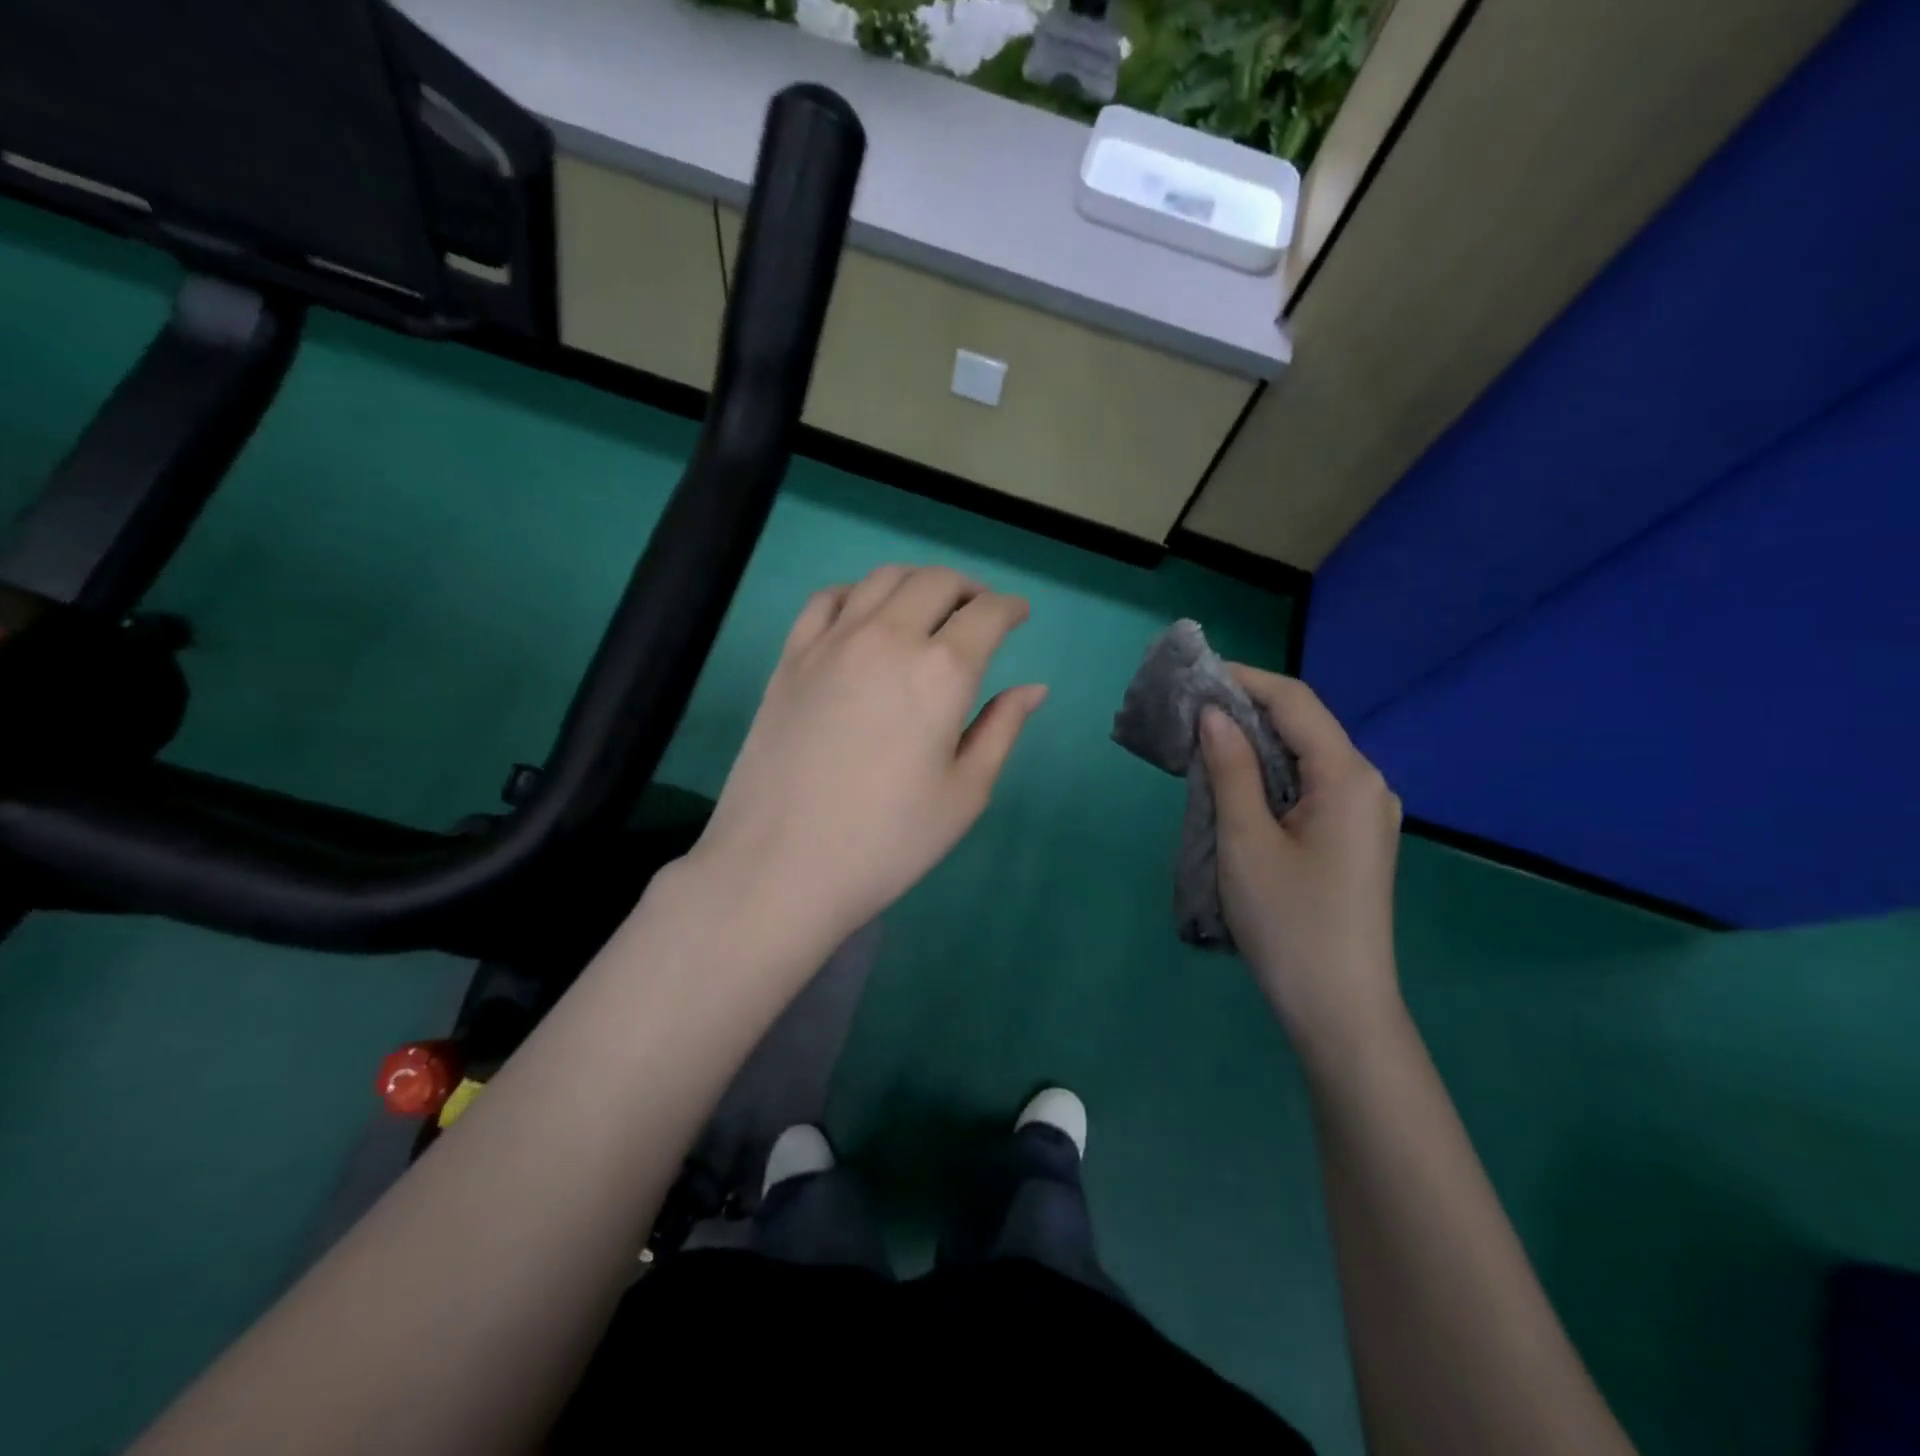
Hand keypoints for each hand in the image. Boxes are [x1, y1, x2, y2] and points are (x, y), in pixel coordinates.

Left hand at [687, 565, 1046, 958]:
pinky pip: (827, 598)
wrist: (780, 866)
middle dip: (969, 588)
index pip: (987, 614)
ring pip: (882, 579)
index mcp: (941, 672)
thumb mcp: (964, 795)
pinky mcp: (791, 657)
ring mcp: (831, 642)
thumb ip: (1001, 730)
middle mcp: (888, 638)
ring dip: (917, 583)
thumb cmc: (887, 842)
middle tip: (979, 612)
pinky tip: (864, 614)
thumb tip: (1033, 688)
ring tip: (929, 607)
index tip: (1019, 613)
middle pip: (936, 582)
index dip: (1010, 608)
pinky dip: (857, 592)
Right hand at [1199, 667, 1402, 1047]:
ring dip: (1255, 744)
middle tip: (1189, 708)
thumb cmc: (1289, 921)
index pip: (1296, 703)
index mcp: (1349, 777)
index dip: (1245, 679)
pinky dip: (1269, 776)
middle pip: (1304, 726)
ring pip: (1305, 757)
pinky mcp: (1354, 838)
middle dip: (1247, 709)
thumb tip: (1214, 713)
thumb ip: (1231, 769)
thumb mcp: (1246, 840)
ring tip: (1202, 741)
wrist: (1339, 1008)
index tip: (1195, 673)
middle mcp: (1368, 784)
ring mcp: (1366, 813)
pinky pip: (1310, 787)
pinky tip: (1235, 784)